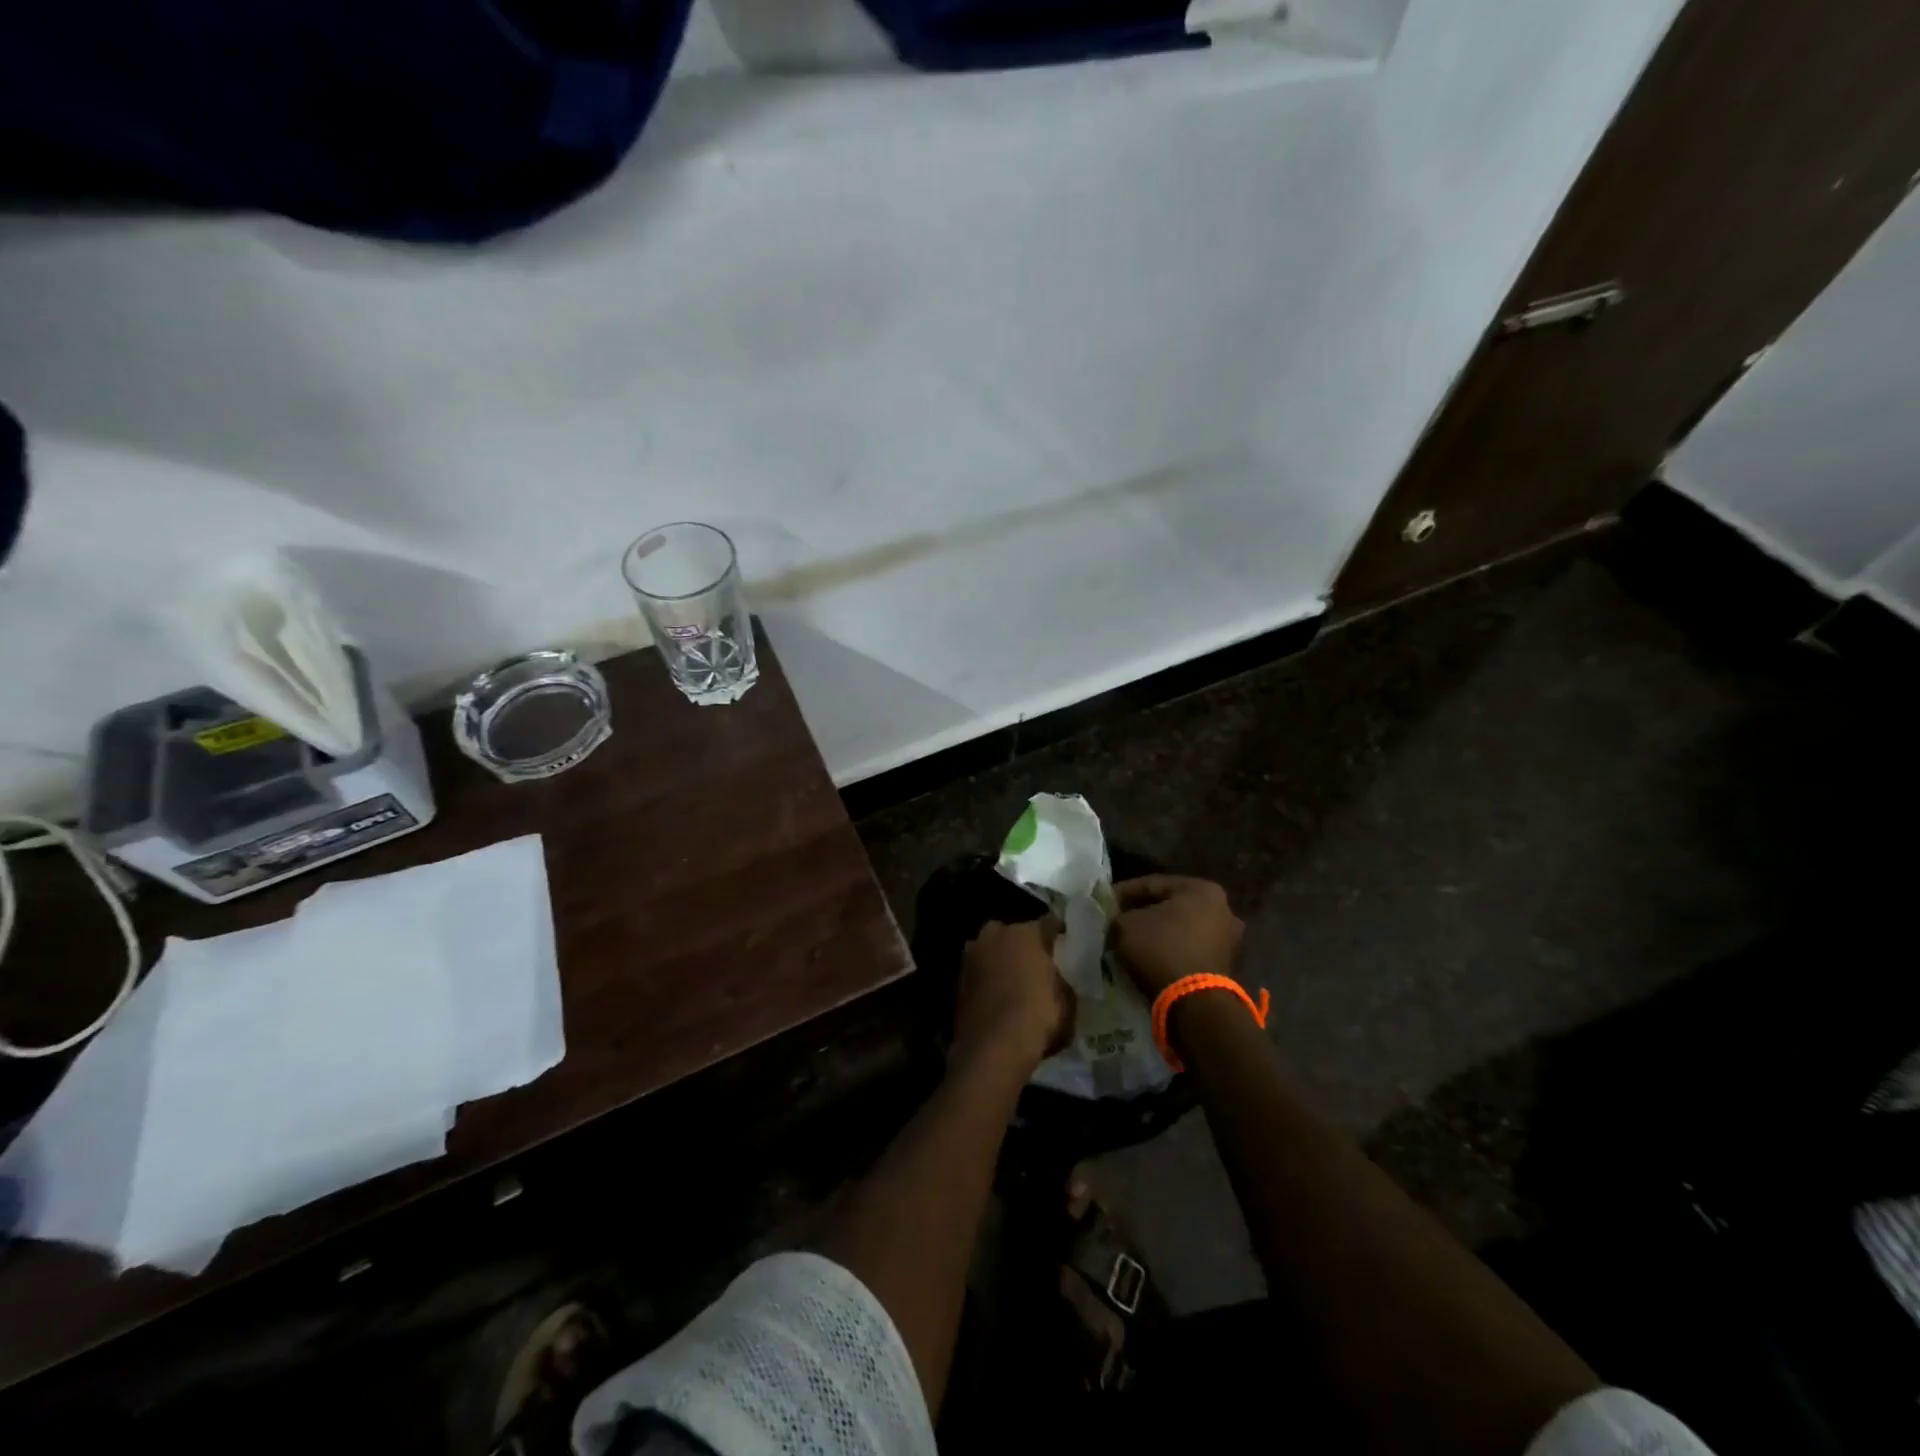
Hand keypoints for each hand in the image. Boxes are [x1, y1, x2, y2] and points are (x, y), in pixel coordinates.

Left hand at [955, 918, 1074, 1072]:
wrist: (993, 1046)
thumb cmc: (1038, 1016)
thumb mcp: (1067, 1001)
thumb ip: (1061, 981)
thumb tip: (1057, 980)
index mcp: (1027, 933)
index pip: (1048, 923)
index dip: (1058, 932)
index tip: (1064, 941)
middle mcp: (996, 934)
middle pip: (1013, 933)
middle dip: (1022, 944)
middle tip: (1033, 963)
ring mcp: (972, 954)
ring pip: (991, 950)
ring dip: (999, 960)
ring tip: (1011, 980)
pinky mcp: (957, 978)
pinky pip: (979, 972)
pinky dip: (986, 980)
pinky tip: (994, 996)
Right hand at [1111, 875, 1243, 998]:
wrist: (1194, 1002)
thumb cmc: (1160, 949)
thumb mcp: (1126, 925)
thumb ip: (1120, 916)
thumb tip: (1119, 921)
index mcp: (1202, 889)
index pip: (1153, 883)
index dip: (1124, 892)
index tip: (1105, 902)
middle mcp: (1223, 909)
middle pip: (1170, 906)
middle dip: (1143, 913)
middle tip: (1118, 920)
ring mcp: (1228, 939)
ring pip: (1181, 929)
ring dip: (1157, 933)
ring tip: (1131, 942)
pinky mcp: (1225, 966)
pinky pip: (1188, 950)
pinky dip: (1169, 951)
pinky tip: (1149, 958)